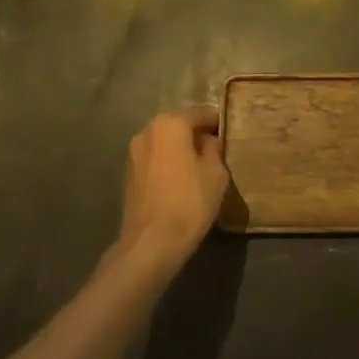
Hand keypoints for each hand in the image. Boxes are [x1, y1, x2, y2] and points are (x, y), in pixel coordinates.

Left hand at [114, 107, 229, 274]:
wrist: (150, 244)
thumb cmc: (189, 203)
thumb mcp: (216, 173)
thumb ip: (214, 149)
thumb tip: (208, 141)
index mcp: (170, 124)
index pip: (201, 114)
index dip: (217, 123)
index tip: (230, 132)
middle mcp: (148, 131)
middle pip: (179, 126)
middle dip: (197, 135)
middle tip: (217, 150)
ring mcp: (134, 152)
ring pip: (165, 143)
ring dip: (180, 150)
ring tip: (199, 167)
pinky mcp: (128, 173)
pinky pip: (155, 159)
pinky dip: (168, 163)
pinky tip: (180, 180)